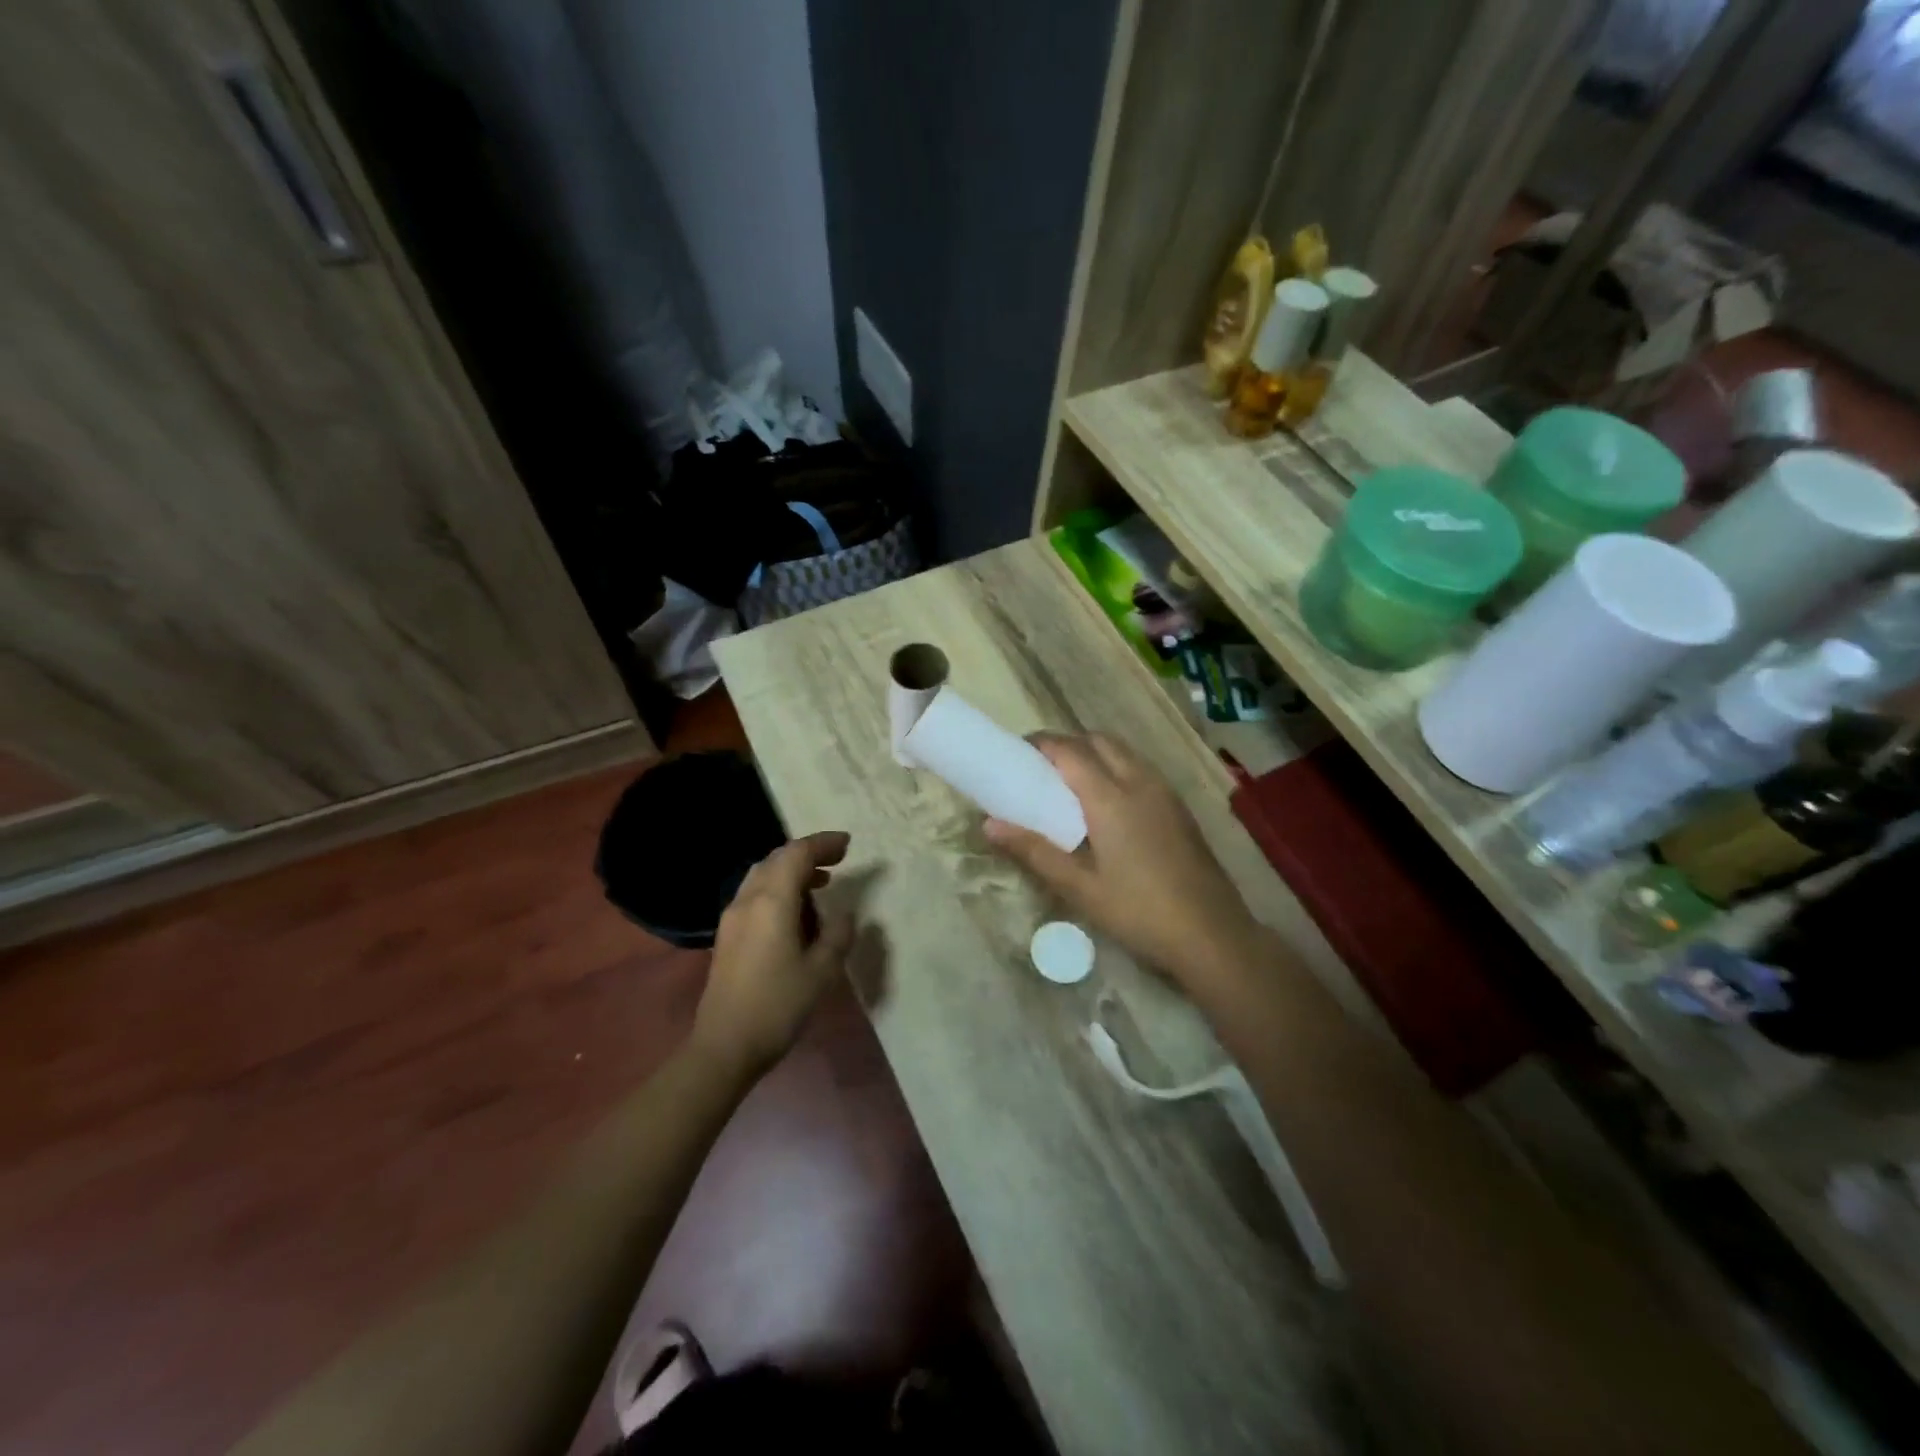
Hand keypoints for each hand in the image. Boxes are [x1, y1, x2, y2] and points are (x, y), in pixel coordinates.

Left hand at [691, 831, 855, 1078]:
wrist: (725, 1045)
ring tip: (821, 884)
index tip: (848, 844)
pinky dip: (778, 888)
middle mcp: (748, 900)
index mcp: (772, 902)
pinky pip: (755, 894)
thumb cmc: (778, 1005)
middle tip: (837, 860)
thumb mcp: (821, 971)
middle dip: (807, 853)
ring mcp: (732, 917)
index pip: (797, 854)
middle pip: (776, 859)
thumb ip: (837, 935)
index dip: (823, 844)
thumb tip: (845, 914)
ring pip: (762, 875)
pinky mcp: (728, 935)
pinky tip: (796, 911)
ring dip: (791, 871)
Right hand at [984, 734, 1263, 990]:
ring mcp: (1164, 792)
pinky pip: (1140, 768)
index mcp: (1110, 797)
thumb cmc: (1138, 911)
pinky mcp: (1178, 807)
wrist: (1212, 934)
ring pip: (1122, 751)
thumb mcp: (1079, 887)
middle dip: (1066, 744)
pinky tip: (1106, 803)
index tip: (1015, 753)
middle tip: (1039, 768)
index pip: (1069, 750)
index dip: (1040, 744)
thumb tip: (989, 824)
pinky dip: (1115, 766)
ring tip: (1068, 783)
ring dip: (1092, 752)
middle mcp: (1139, 782)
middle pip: (1097, 740)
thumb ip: (1034, 850)